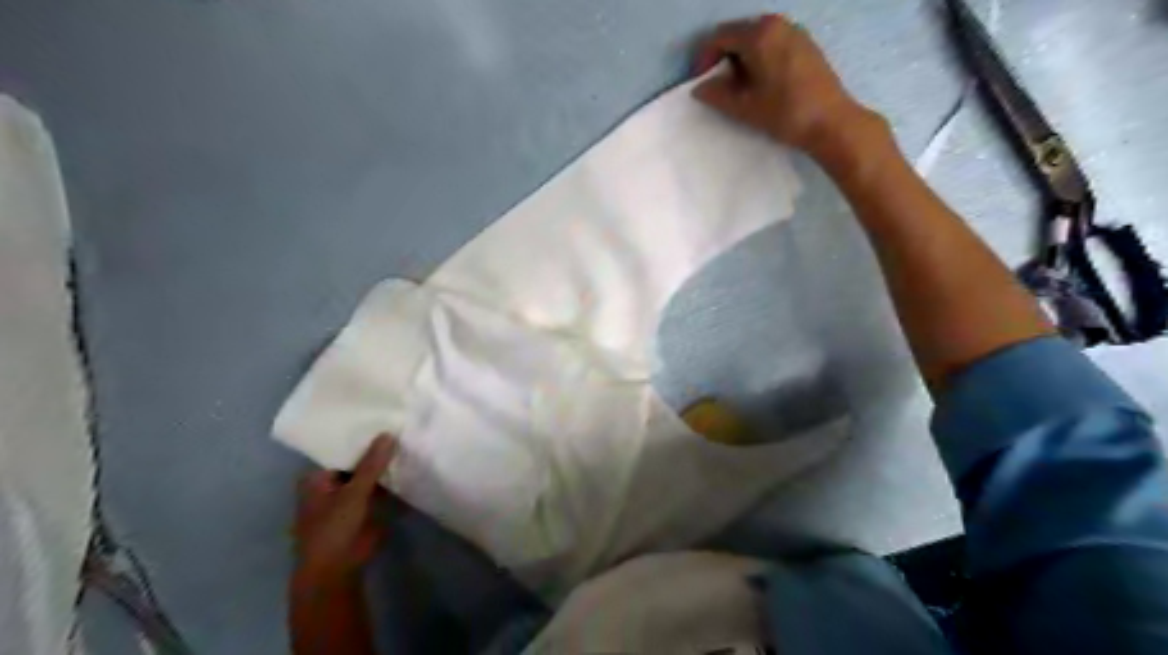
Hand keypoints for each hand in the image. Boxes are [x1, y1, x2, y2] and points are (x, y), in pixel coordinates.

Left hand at [292, 435, 396, 587]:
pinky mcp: (364, 508)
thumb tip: (389, 433)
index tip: (381, 419)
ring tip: (408, 439)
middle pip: (356, 461)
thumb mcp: (353, 493)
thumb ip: (371, 464)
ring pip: (369, 474)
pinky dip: (390, 480)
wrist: (337, 570)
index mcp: (317, 477)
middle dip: (375, 450)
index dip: (359, 436)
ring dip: (384, 465)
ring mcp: (348, 496)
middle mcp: (330, 484)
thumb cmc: (333, 529)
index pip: (339, 449)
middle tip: (400, 425)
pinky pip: (379, 488)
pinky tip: (409, 464)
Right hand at [692, 14, 864, 155]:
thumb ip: (717, 94)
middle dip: (722, 58)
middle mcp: (777, 24)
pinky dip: (759, 58)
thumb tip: (700, 88)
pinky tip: (760, 83)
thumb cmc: (784, 113)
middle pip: (738, 34)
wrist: (831, 122)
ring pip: (756, 39)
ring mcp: (795, 32)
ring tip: (737, 88)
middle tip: (716, 86)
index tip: (700, 82)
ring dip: (741, 59)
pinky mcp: (806, 45)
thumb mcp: (745, 107)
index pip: (720, 37)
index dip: (704, 59)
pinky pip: (773, 44)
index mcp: (759, 34)